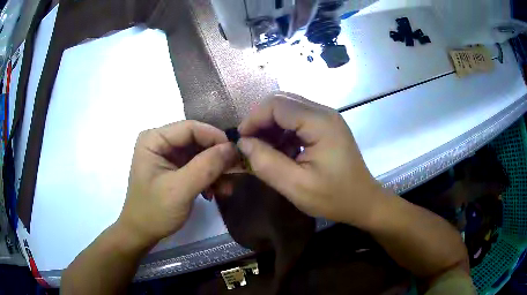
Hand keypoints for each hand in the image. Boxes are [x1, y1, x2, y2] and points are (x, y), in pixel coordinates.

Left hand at [117, 120, 236, 246]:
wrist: (143, 232)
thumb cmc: (154, 211)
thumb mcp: (180, 189)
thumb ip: (206, 167)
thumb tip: (233, 148)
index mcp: (154, 139)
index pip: (191, 128)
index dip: (215, 138)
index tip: (237, 154)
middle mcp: (161, 142)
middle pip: (197, 140)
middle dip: (217, 157)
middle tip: (236, 172)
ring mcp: (168, 155)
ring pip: (201, 153)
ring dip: (216, 170)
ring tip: (226, 188)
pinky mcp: (175, 168)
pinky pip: (198, 166)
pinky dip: (209, 177)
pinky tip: (215, 192)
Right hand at [237, 93, 385, 227]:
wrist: (364, 202)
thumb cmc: (334, 197)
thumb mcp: (296, 187)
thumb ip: (266, 163)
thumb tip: (243, 143)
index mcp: (320, 123)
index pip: (277, 104)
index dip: (254, 119)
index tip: (241, 141)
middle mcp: (324, 113)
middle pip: (282, 101)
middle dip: (261, 121)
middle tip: (250, 145)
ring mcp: (327, 118)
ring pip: (288, 109)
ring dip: (271, 127)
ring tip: (264, 151)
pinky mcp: (327, 127)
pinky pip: (297, 120)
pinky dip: (283, 132)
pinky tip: (281, 151)